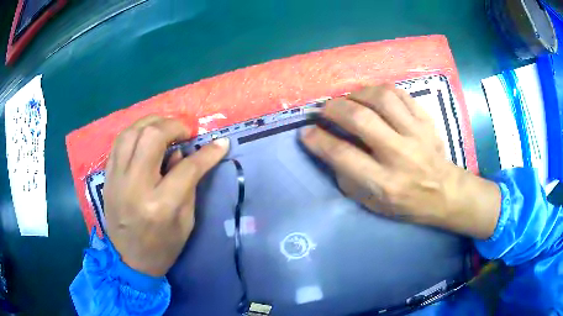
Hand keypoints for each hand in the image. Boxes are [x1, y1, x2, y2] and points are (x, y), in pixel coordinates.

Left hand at [104, 115, 228, 275]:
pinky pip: (119, 141)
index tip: (221, 143)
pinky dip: (136, 131)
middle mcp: (135, 186)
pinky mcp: (108, 176)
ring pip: (132, 132)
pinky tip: (146, 135)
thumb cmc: (162, 247)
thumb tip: (184, 153)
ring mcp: (117, 178)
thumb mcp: (185, 222)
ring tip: (166, 127)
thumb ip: (188, 185)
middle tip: (186, 132)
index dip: (207, 153)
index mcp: (160, 205)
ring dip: (153, 122)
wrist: (128, 259)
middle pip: (152, 137)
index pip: (187, 168)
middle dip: (174, 126)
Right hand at [300, 85, 500, 238]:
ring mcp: (416, 134)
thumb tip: (328, 148)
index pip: (344, 156)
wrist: (445, 192)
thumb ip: (348, 177)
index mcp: (384, 183)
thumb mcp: (372, 203)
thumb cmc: (406, 203)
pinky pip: (400, 94)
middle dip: (334, 108)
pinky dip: (380, 90)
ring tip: (348, 99)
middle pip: (361, 119)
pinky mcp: (426, 120)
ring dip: (357, 94)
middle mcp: (400, 155)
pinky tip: (371, 96)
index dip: (319, 140)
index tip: (306, 131)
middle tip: (324, 109)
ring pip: (382, 99)